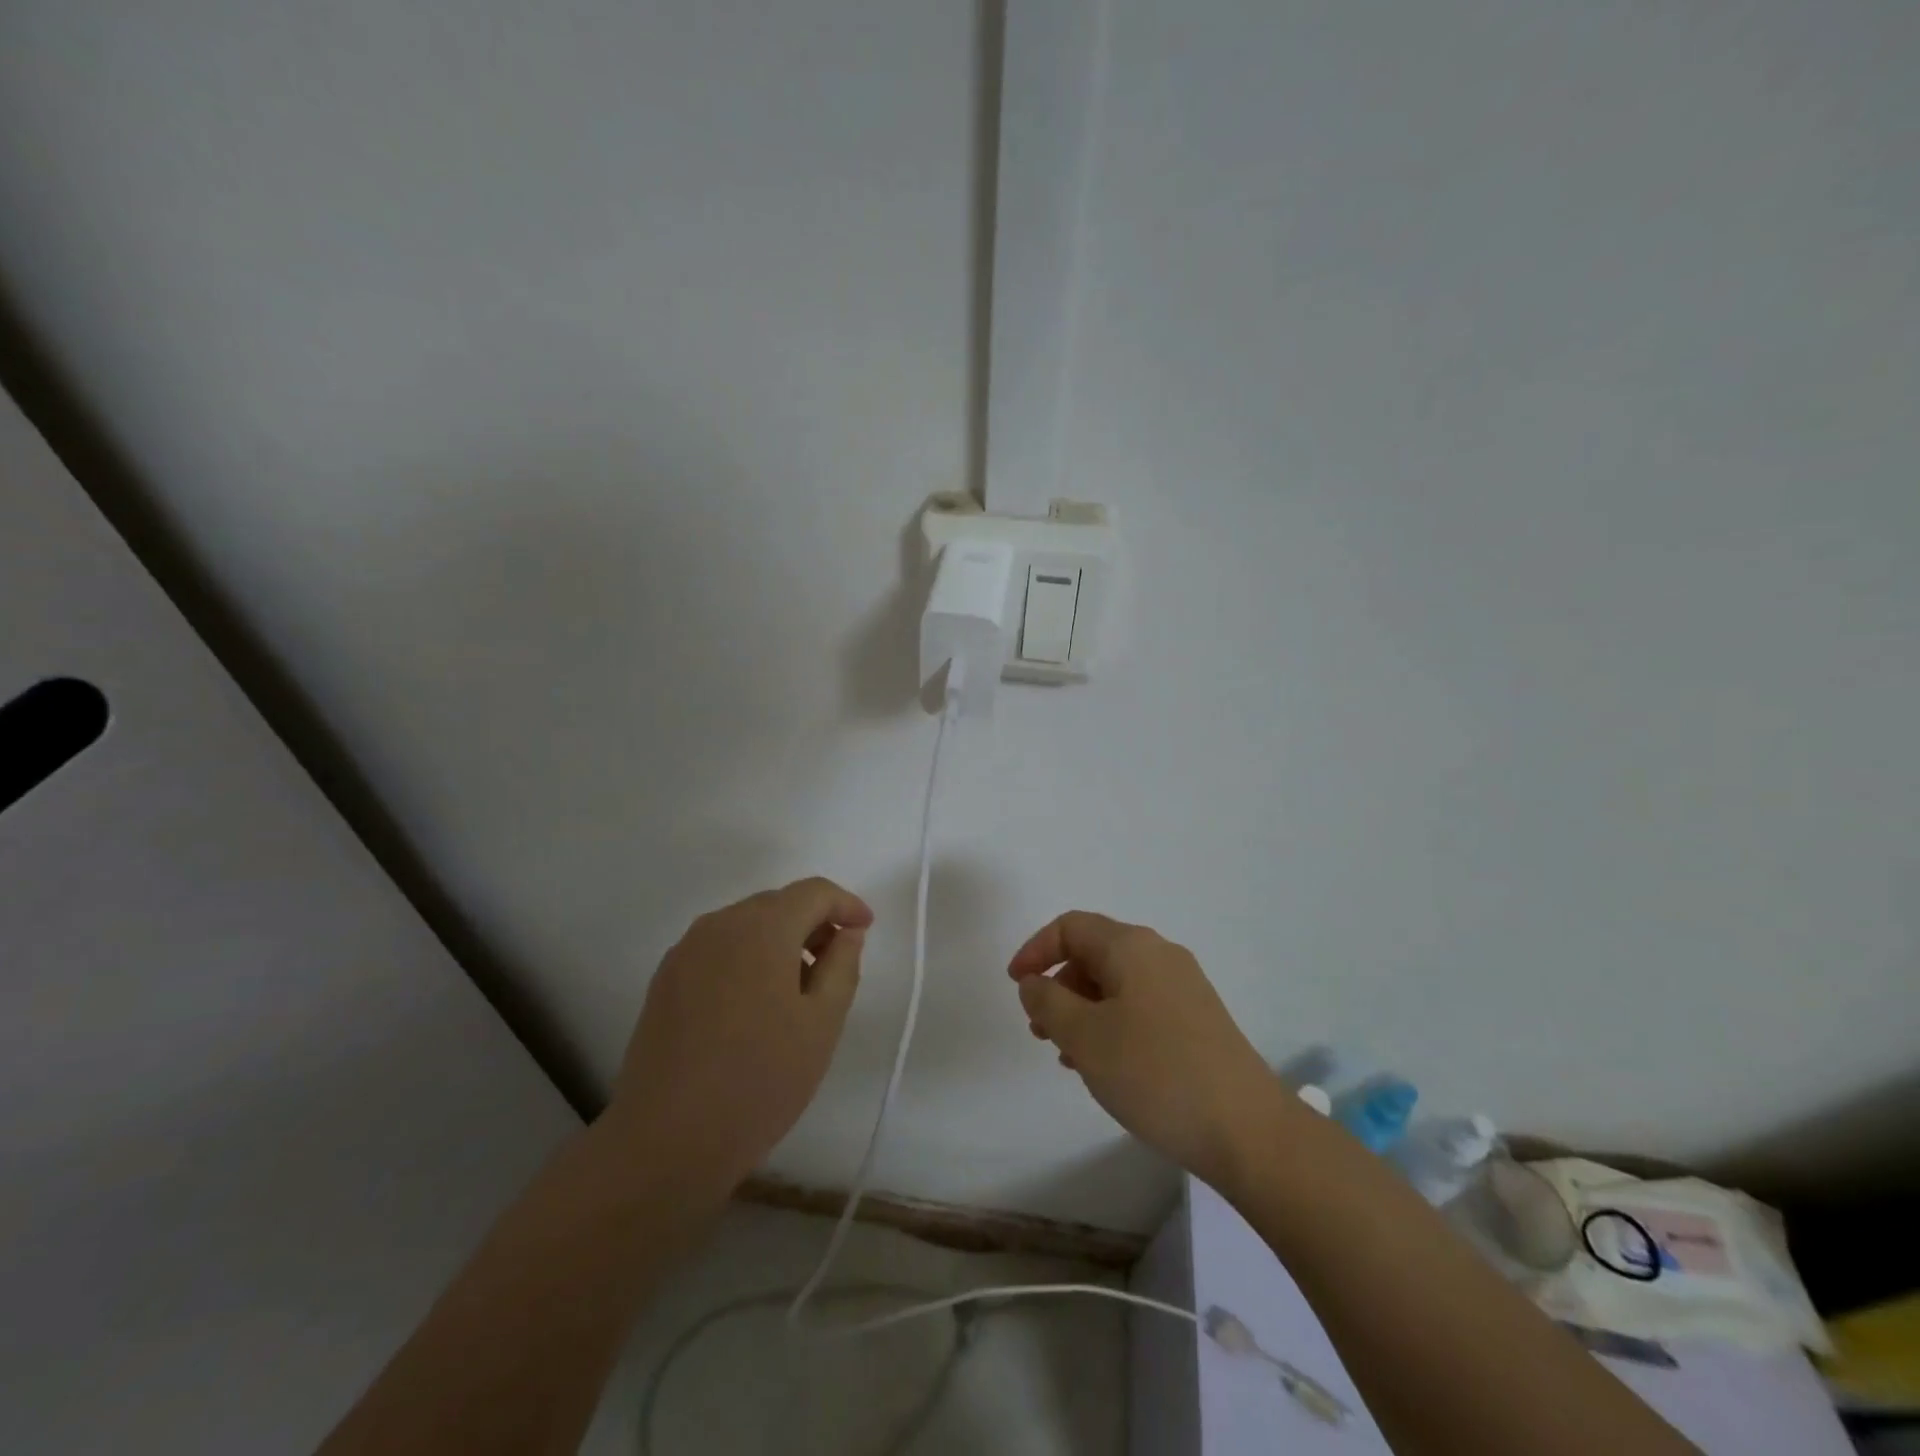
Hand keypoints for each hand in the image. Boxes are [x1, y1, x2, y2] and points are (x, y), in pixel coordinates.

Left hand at [607, 877, 873, 1195]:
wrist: (666, 1140)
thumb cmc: (759, 1079)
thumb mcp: (822, 1023)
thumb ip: (842, 965)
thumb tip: (846, 934)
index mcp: (762, 927)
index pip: (813, 892)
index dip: (846, 904)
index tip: (866, 929)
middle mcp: (719, 924)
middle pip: (777, 903)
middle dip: (813, 922)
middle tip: (837, 962)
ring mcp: (685, 951)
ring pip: (746, 925)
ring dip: (779, 940)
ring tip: (798, 989)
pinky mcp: (664, 979)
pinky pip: (718, 948)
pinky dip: (747, 957)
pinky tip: (755, 1003)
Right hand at [1009, 912, 1285, 1190]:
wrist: (1248, 1129)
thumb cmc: (1155, 1073)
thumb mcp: (1085, 1036)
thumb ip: (1047, 1002)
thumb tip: (1033, 982)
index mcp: (1131, 947)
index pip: (1070, 927)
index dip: (1035, 950)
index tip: (1015, 987)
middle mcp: (1159, 955)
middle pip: (1094, 953)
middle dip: (1058, 985)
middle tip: (1039, 1028)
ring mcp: (1183, 987)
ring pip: (1116, 983)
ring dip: (1083, 1010)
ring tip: (1068, 1055)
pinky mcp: (1198, 1019)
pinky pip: (1140, 1006)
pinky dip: (1111, 1024)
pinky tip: (1106, 1066)